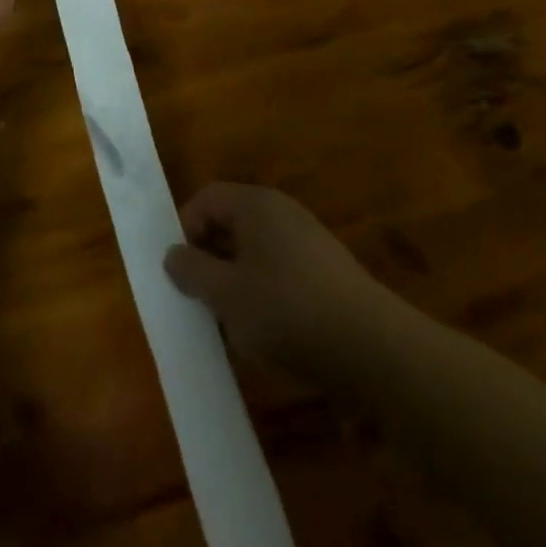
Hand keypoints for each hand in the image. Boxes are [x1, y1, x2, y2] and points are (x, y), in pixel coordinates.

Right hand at [164, 183, 388, 385]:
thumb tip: (172, 254)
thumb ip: (193, 272)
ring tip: (229, 327)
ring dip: (235, 283)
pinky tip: (266, 336)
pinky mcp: (326, 272)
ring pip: (255, 253)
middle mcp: (282, 212)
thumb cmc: (288, 310)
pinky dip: (264, 297)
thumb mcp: (227, 295)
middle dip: (209, 260)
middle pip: (231, 224)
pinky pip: (280, 273)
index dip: (185, 228)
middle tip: (199, 300)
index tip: (178, 271)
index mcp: (256, 204)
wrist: (373, 348)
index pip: (207, 198)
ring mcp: (308, 241)